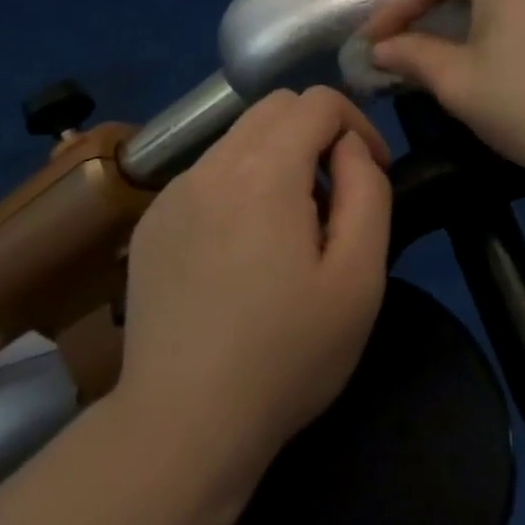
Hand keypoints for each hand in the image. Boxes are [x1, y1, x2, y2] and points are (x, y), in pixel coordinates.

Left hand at [113, 87, 391, 506]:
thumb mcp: (359, 278)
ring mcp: (174, 191)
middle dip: (316, 132)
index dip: (357, 124)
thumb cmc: (286, 356)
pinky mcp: (152, 221)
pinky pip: (207, 175)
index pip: (317, 101)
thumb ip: (368, 191)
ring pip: (238, 138)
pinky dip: (238, 185)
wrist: (182, 424)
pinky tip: (240, 251)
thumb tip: (350, 147)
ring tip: (289, 227)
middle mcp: (212, 164)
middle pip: (274, 108)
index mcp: (265, 170)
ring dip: (277, 158)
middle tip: (334, 196)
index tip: (372, 171)